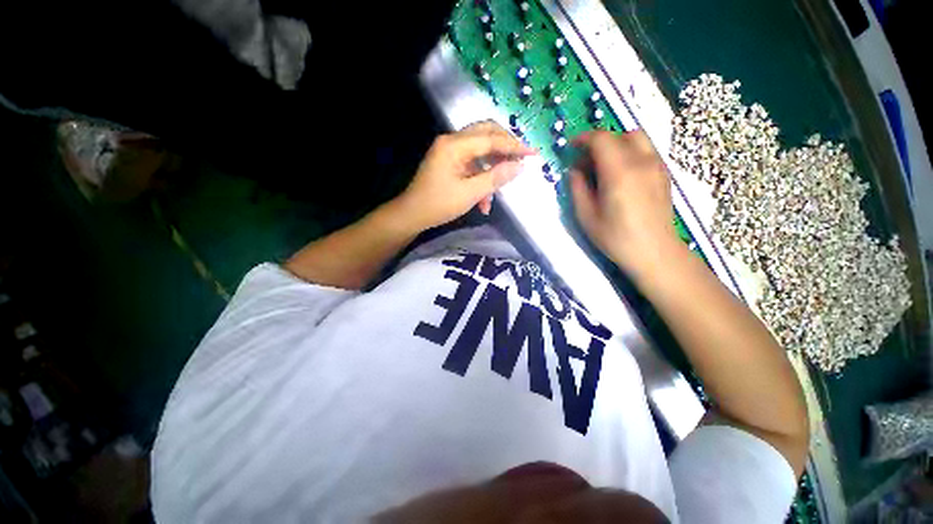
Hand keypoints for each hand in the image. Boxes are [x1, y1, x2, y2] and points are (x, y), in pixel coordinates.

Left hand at [395, 121, 535, 231]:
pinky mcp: (449, 162)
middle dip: (505, 147)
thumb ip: (495, 178)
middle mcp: (452, 141)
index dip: (514, 146)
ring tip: (502, 187)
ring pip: (480, 150)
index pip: (491, 139)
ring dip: (492, 169)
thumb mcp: (470, 194)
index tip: (533, 153)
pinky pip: (471, 164)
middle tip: (521, 160)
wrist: (412, 215)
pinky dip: (481, 178)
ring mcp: (449, 151)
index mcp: (454, 145)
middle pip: (486, 134)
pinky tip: (484, 201)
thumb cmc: (438, 205)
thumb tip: (520, 166)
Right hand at [569, 130, 683, 279]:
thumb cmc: (615, 237)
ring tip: (604, 166)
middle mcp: (641, 161)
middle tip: (586, 162)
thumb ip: (577, 188)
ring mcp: (656, 165)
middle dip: (599, 142)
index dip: (583, 139)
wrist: (654, 251)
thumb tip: (574, 170)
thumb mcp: (586, 216)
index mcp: (619, 172)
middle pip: (619, 134)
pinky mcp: (664, 173)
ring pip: (636, 138)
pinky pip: (646, 150)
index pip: (601, 139)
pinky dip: (629, 152)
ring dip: (616, 145)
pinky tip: (621, 174)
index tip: (572, 147)